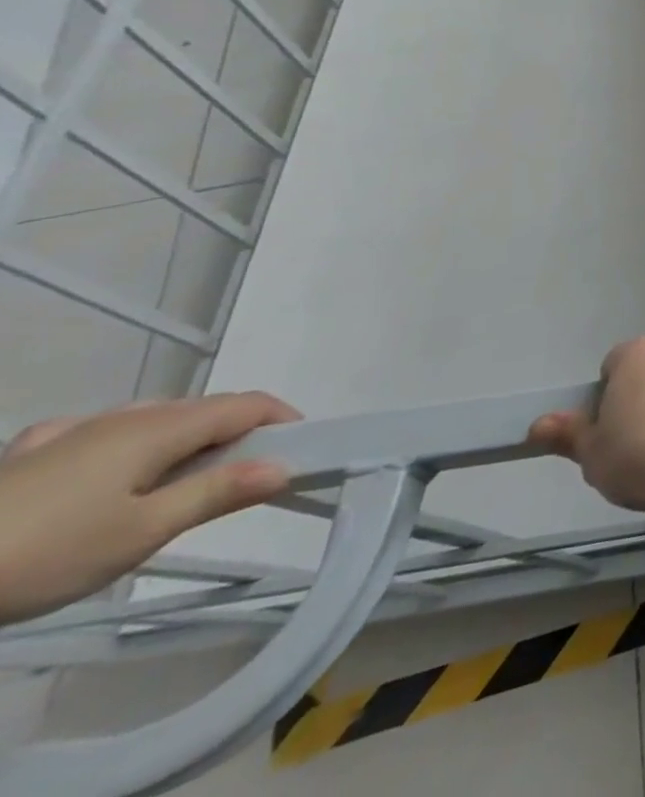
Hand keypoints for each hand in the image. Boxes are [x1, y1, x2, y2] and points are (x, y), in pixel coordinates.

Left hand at [0, 393, 299, 624]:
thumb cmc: (42, 553)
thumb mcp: (141, 534)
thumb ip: (217, 494)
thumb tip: (283, 466)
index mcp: (160, 427)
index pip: (247, 404)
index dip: (284, 419)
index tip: (303, 450)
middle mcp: (125, 416)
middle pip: (203, 409)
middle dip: (237, 433)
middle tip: (246, 478)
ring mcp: (70, 432)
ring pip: (152, 420)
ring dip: (185, 440)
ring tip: (182, 481)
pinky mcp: (26, 455)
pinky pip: (97, 433)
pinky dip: (126, 444)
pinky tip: (103, 468)